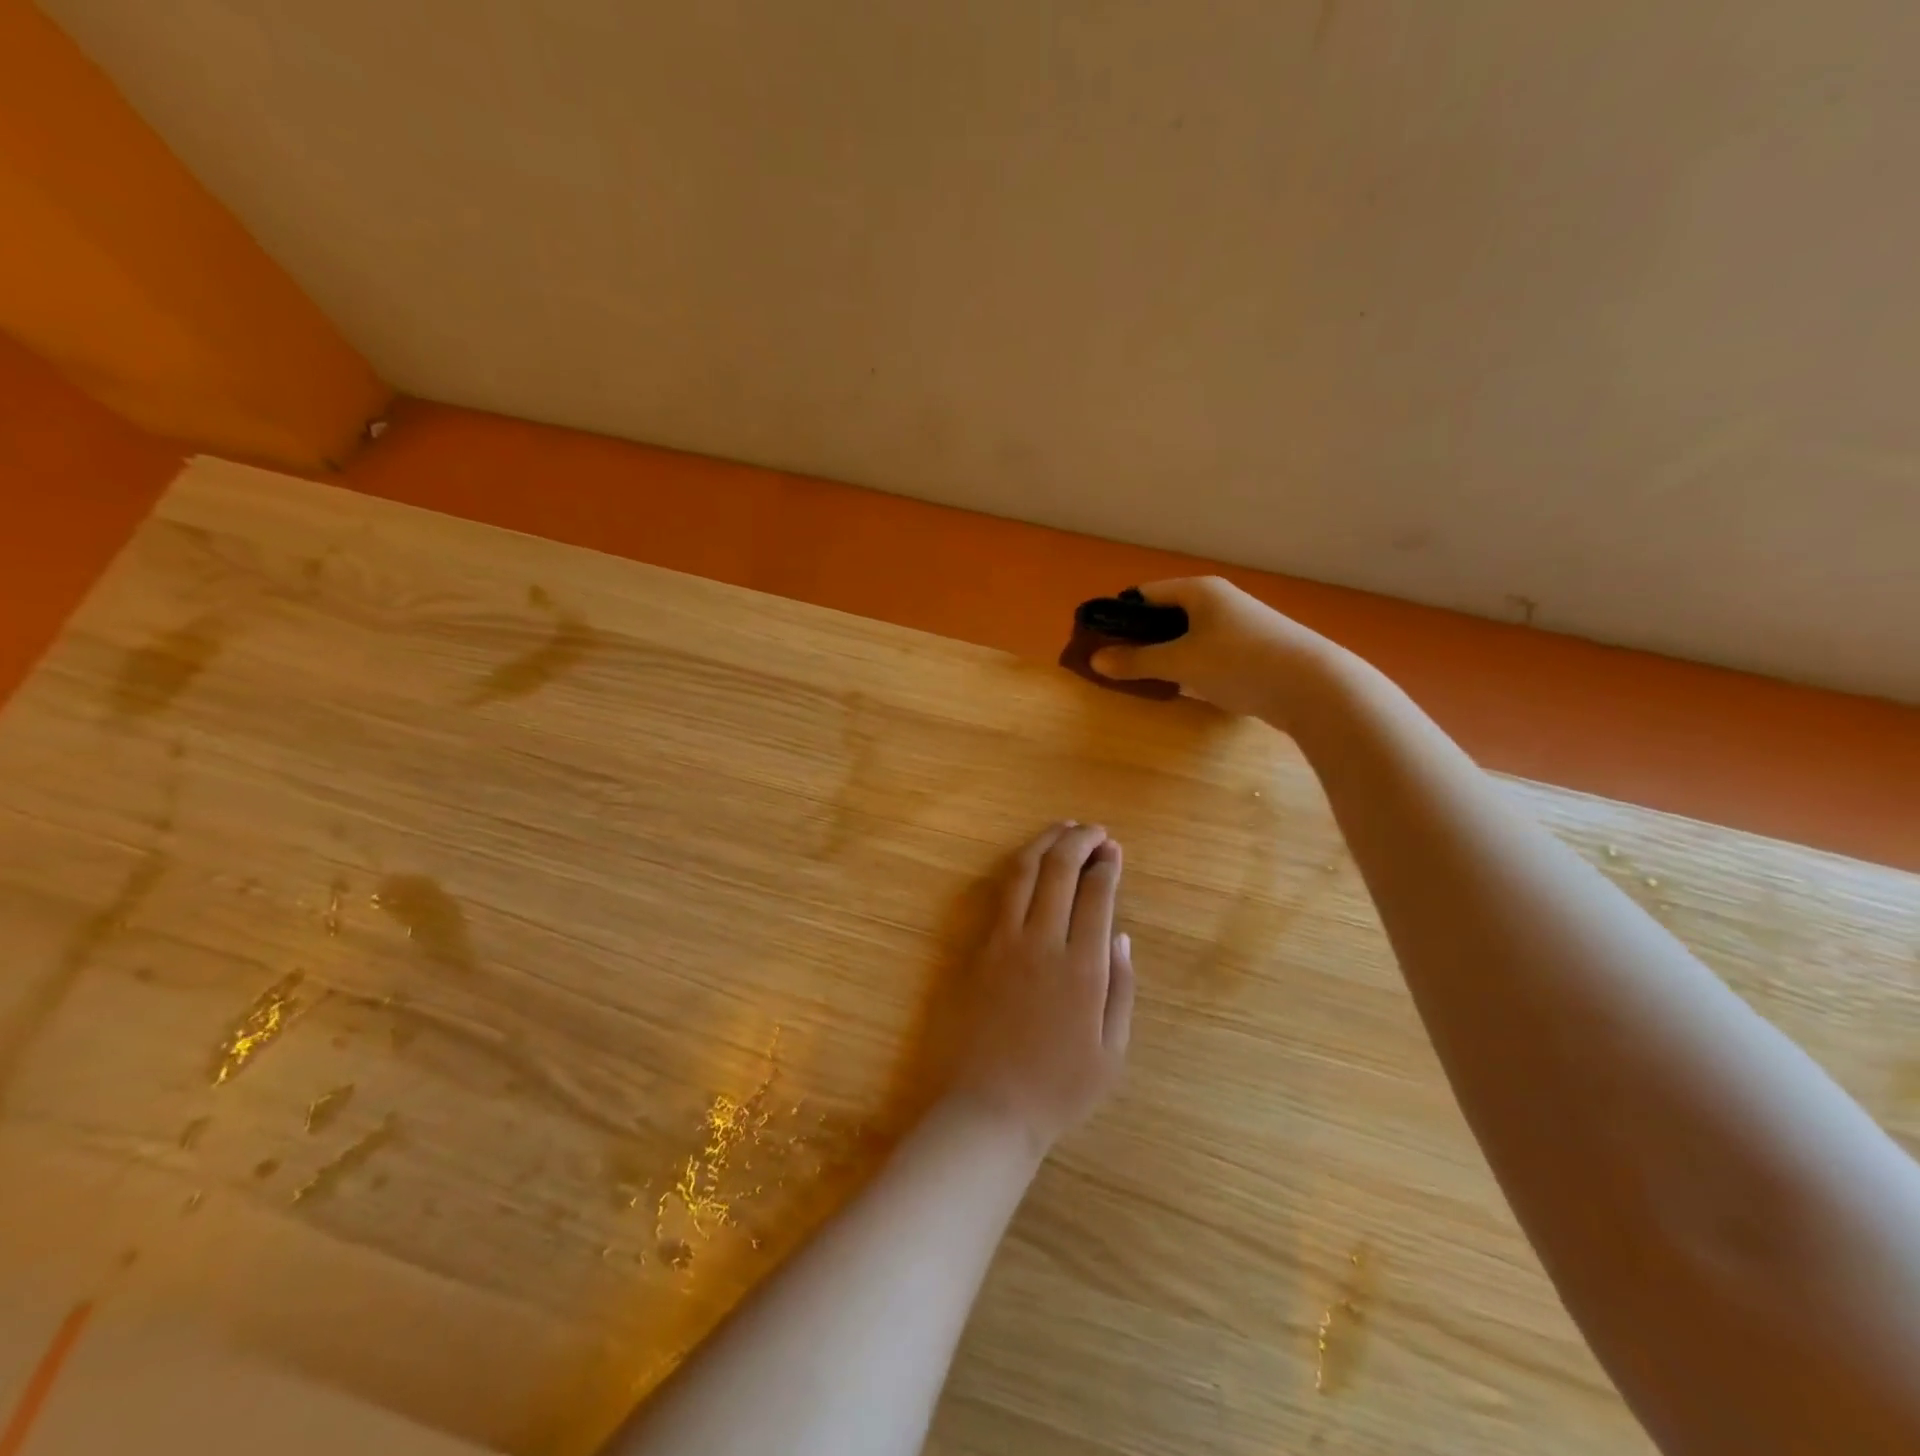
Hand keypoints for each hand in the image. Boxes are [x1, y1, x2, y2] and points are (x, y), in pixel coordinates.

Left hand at [946, 822, 1135, 1155]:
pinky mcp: (976, 949)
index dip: (1106, 866)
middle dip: (1079, 842)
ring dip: (1044, 844)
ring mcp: (1003, 942)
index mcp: (1083, 968)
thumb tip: (1121, 937)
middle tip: (1094, 831)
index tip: (1114, 850)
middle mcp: (1042, 943)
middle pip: (1059, 872)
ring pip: (1022, 874)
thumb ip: (1120, 989)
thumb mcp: (1111, 1052)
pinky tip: (1028, 865)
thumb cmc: (1058, 1088)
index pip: (1096, 895)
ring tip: (1062, 830)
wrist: (987, 1108)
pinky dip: (1017, 870)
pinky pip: (998, 896)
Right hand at [1090, 576, 1337, 722]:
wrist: (1313, 686)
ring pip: (1187, 636)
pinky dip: (1188, 665)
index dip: (1118, 615)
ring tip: (1144, 678)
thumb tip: (1095, 660)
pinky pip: (1207, 652)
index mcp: (1199, 591)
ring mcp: (1238, 626)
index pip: (1145, 594)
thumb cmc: (1239, 662)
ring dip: (1164, 654)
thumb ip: (1137, 661)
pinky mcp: (1251, 651)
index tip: (1098, 641)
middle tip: (1116, 664)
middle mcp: (1219, 601)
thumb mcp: (1180, 662)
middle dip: (1139, 638)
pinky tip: (1182, 687)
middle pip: (1165, 614)